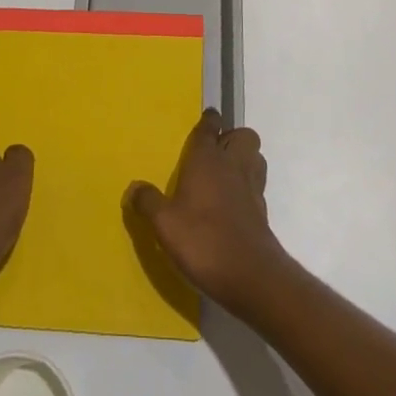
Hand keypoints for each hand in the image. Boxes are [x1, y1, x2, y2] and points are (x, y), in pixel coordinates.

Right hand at [126, 110, 288, 311]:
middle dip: (232, 138)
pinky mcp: (262, 211)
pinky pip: (257, 185)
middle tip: (214, 154)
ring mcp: (252, 187)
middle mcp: (233, 165)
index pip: (210, 128)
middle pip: (243, 136)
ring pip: (255, 158)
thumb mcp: (164, 224)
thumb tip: (133, 187)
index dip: (209, 121)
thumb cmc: (203, 240)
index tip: (207, 119)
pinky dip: (247, 187)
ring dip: (244, 159)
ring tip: (225, 175)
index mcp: (207, 159)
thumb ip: (148, 202)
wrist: (250, 275)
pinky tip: (232, 204)